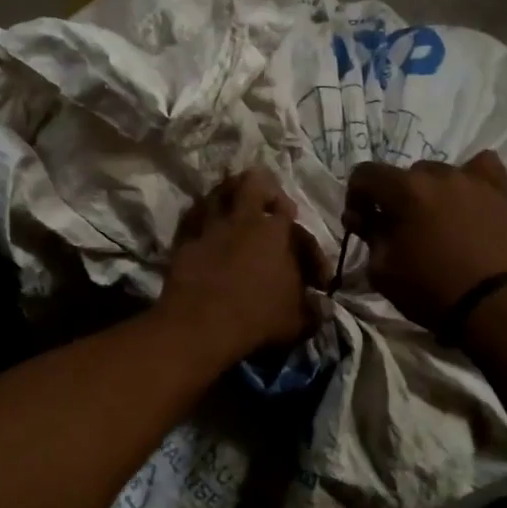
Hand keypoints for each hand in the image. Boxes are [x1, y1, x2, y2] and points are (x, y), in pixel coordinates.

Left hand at [158, 169, 324, 367]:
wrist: (199, 325)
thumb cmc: (256, 319)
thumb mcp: (296, 321)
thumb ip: (312, 310)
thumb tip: (323, 308)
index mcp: (276, 232)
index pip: (297, 224)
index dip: (310, 248)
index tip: (315, 278)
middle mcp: (243, 219)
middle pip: (253, 182)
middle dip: (265, 191)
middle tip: (269, 208)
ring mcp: (210, 227)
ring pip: (218, 193)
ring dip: (228, 197)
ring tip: (234, 212)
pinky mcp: (183, 241)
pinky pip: (192, 218)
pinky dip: (200, 219)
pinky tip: (204, 231)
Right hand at [344, 152, 506, 330]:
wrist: (493, 307)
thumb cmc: (431, 290)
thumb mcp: (381, 270)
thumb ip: (368, 235)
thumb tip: (364, 219)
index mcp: (405, 190)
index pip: (365, 173)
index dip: (356, 197)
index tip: (361, 224)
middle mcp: (438, 174)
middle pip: (404, 175)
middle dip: (394, 198)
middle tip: (399, 230)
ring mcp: (473, 180)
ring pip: (440, 174)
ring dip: (430, 193)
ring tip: (438, 222)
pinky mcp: (502, 192)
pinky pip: (482, 167)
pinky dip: (470, 179)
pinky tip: (468, 199)